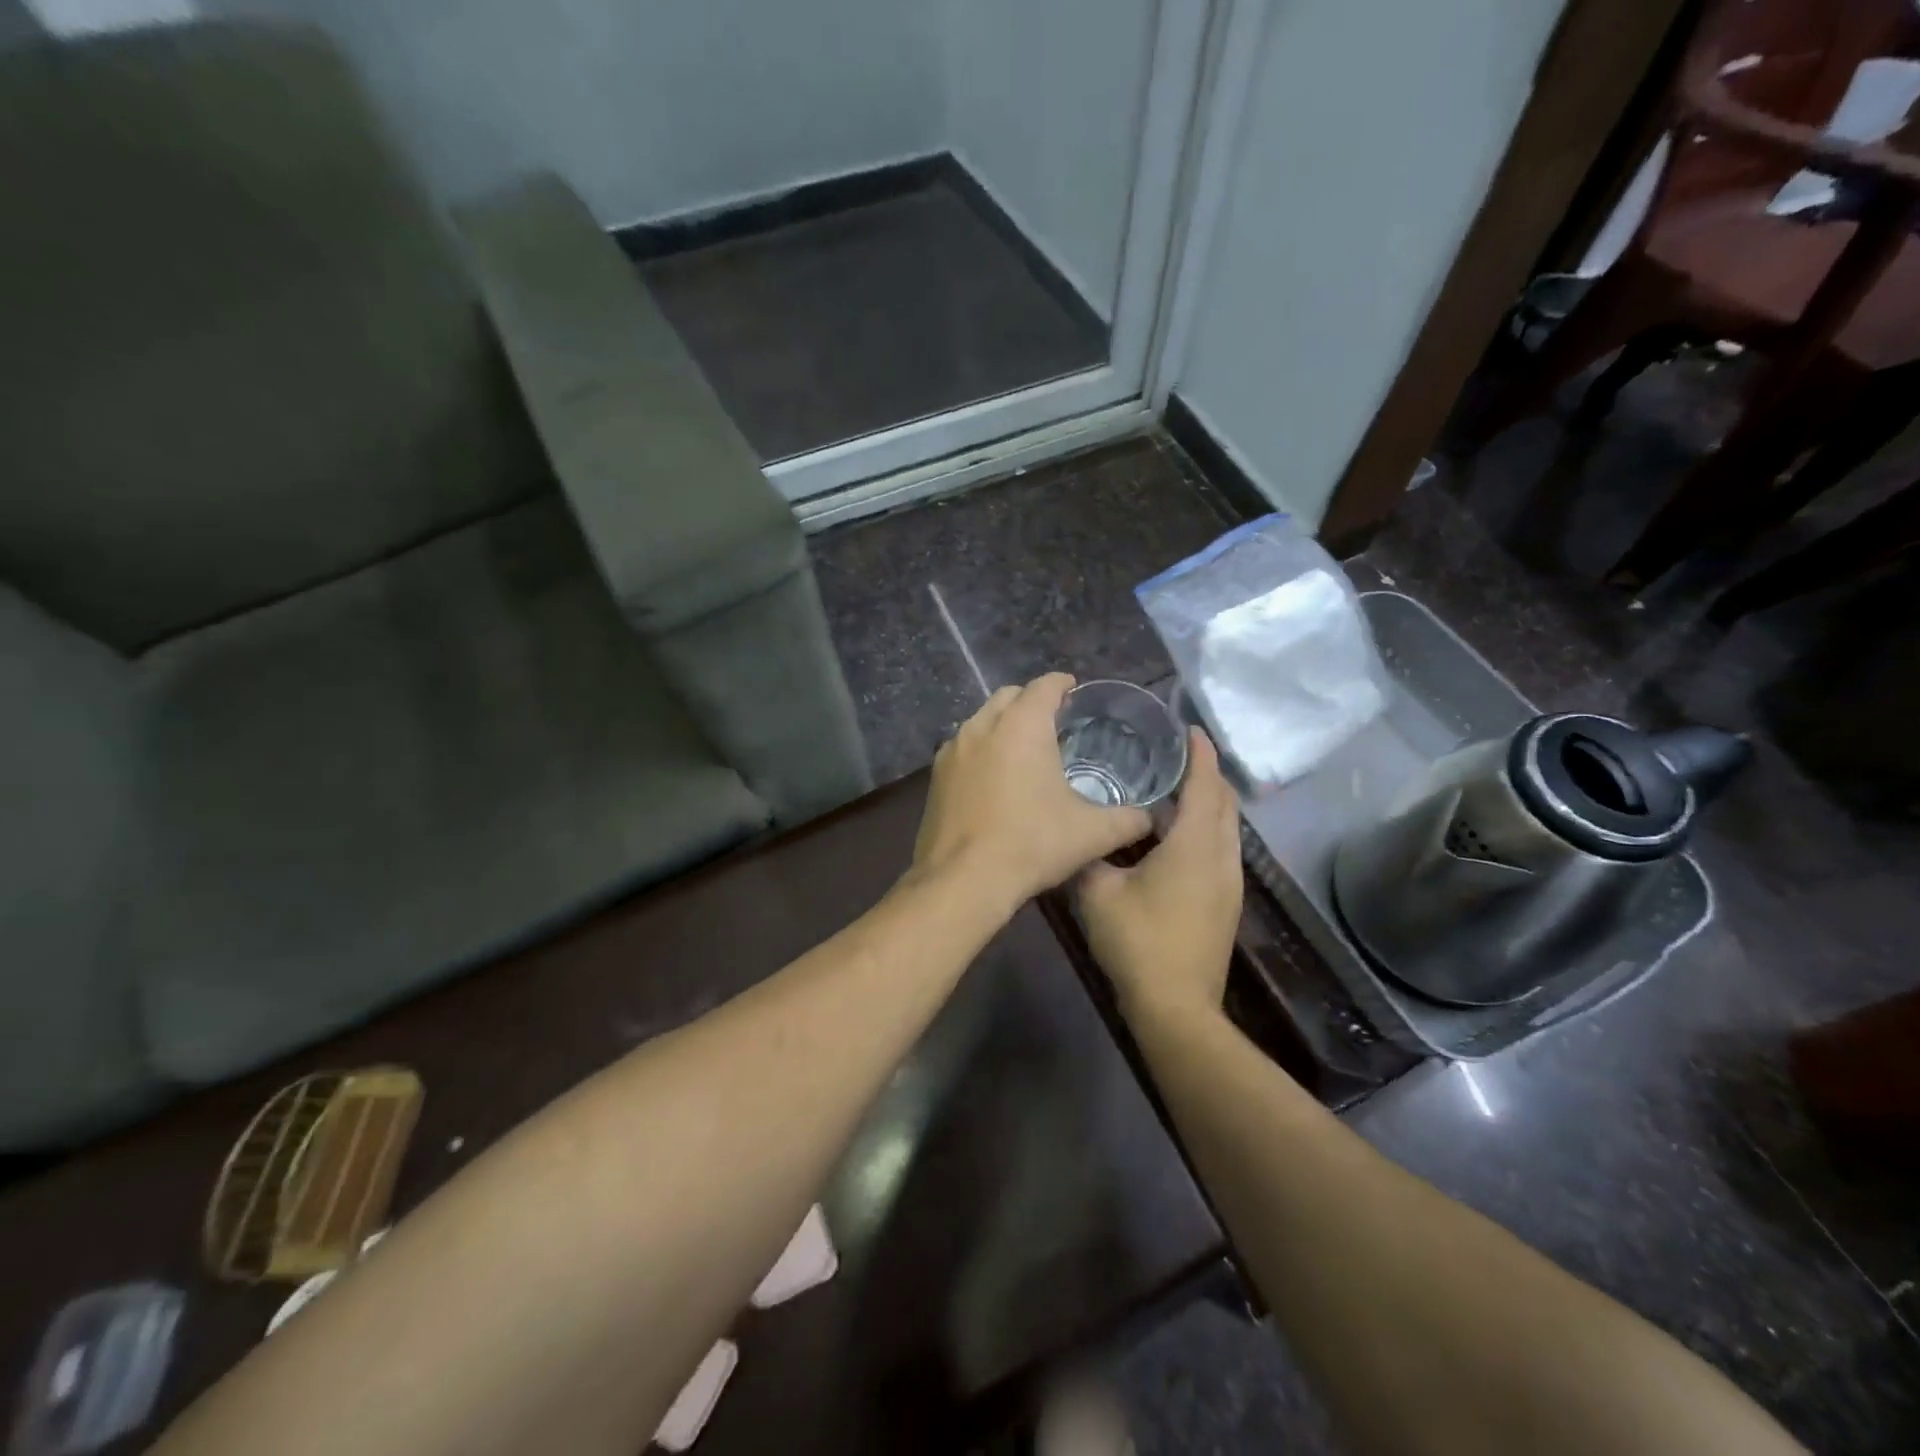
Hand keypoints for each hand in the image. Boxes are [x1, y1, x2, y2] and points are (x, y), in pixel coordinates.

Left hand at [911, 674, 1151, 911]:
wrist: (963, 880)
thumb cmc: (1031, 845)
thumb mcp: (1092, 834)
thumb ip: (1128, 820)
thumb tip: (1150, 818)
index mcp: (1022, 726)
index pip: (1044, 686)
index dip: (1062, 685)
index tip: (1073, 691)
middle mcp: (982, 726)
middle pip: (1008, 697)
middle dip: (1030, 701)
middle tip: (1053, 721)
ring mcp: (952, 750)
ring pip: (981, 721)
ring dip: (1003, 724)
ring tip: (1023, 748)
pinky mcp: (935, 776)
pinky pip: (963, 748)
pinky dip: (981, 750)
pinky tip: (994, 778)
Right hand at [1078, 730, 1242, 1020]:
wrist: (1177, 1007)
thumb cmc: (1139, 943)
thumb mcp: (1098, 893)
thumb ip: (1087, 857)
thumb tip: (1075, 837)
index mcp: (1194, 845)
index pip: (1205, 785)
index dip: (1200, 753)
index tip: (1188, 728)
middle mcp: (1221, 857)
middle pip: (1224, 802)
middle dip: (1207, 773)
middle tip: (1175, 753)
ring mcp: (1229, 883)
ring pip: (1226, 827)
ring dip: (1208, 802)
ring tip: (1173, 787)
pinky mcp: (1225, 903)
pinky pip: (1221, 848)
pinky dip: (1205, 828)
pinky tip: (1175, 834)